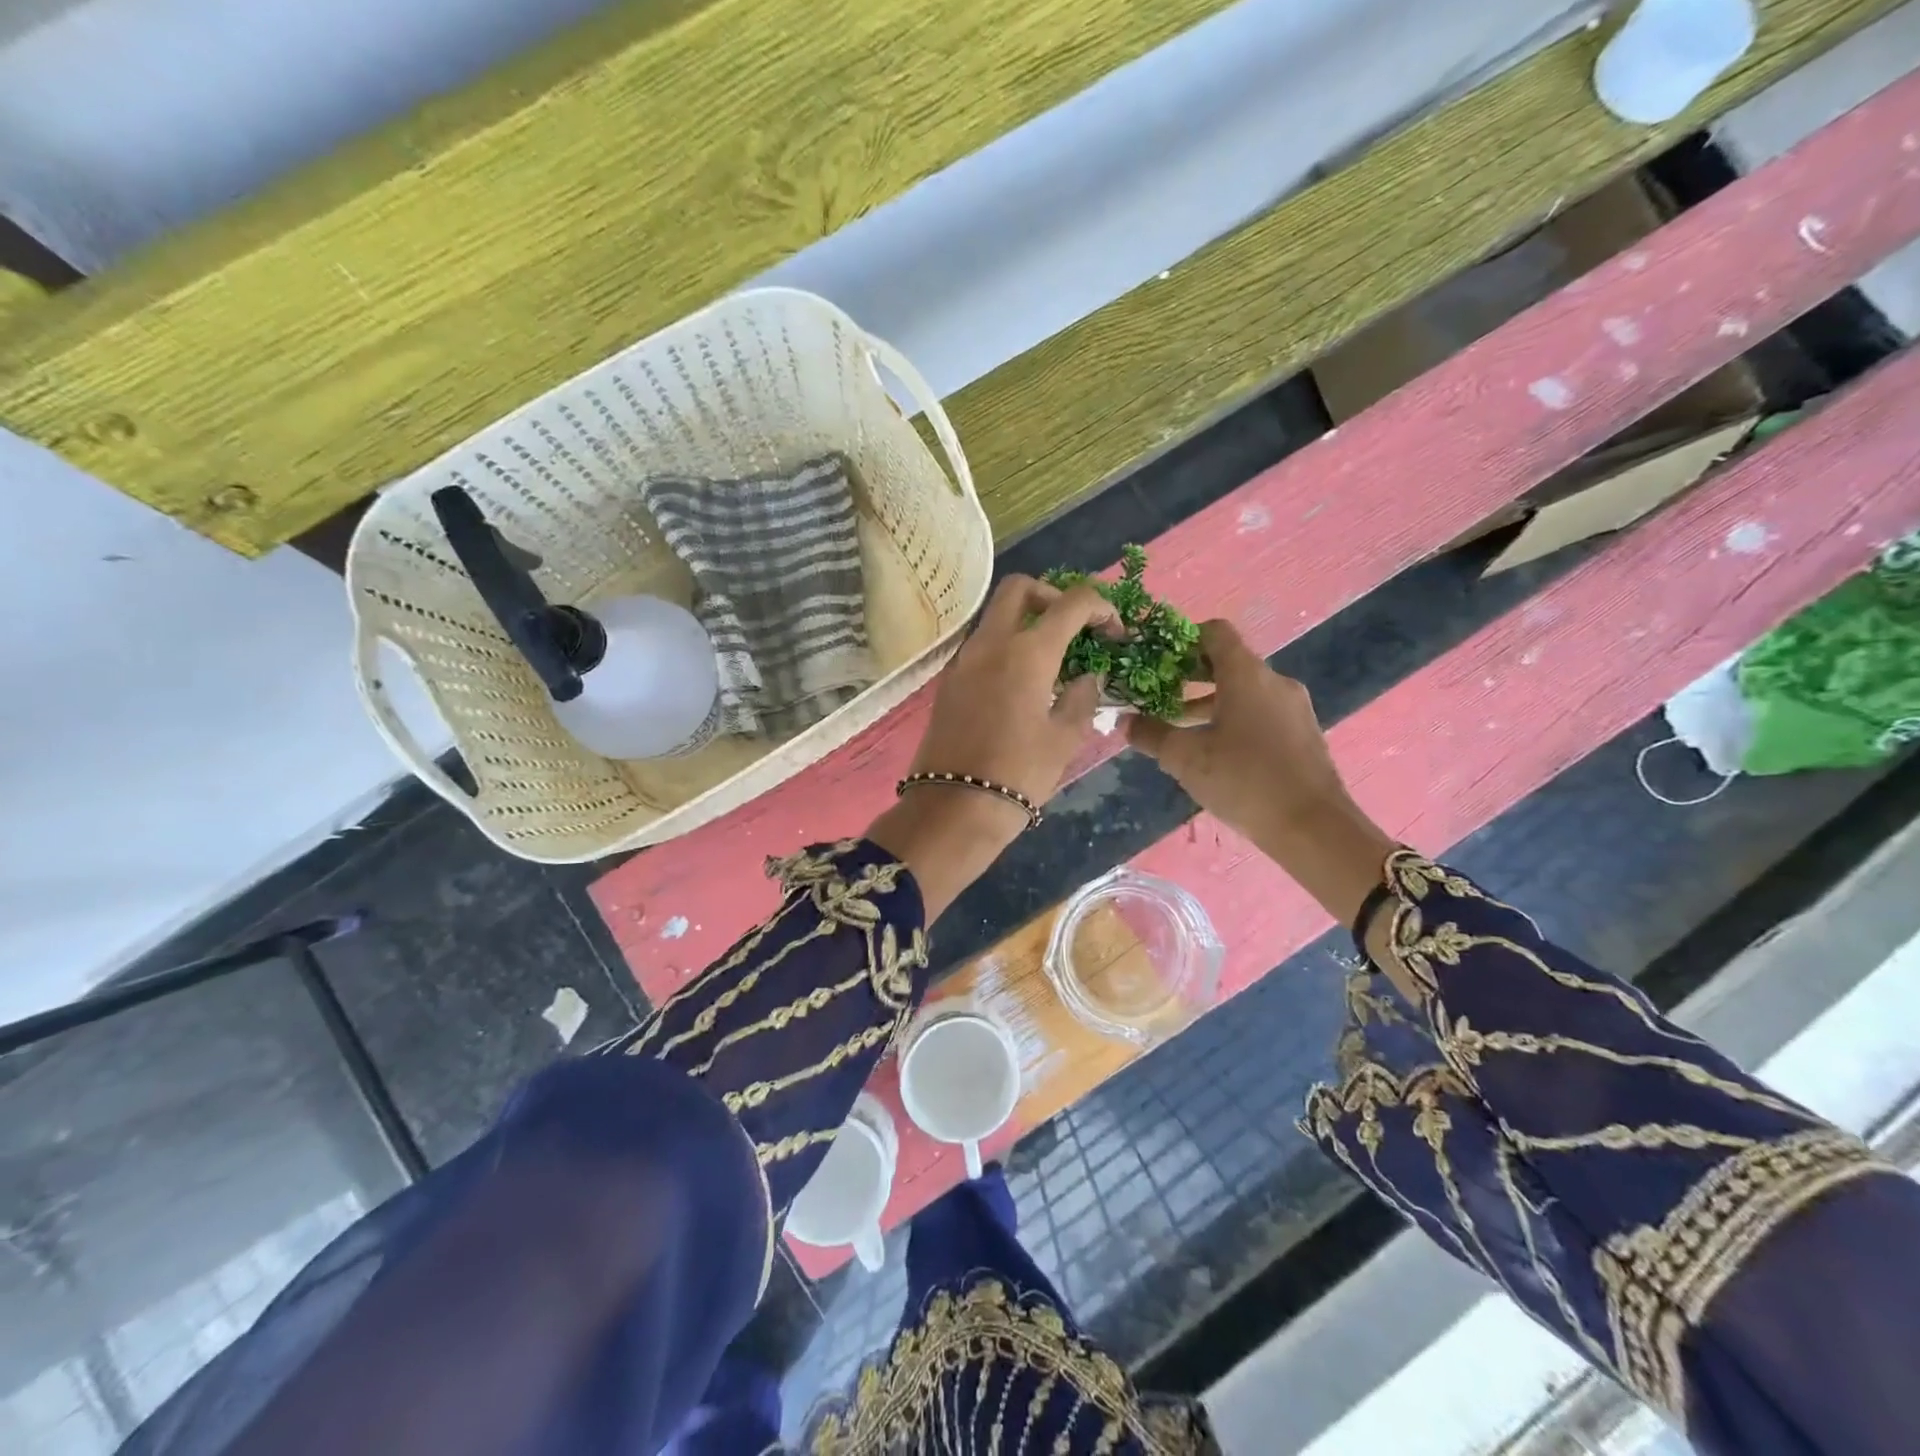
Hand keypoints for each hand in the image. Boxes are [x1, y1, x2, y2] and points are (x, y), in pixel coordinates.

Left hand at [869, 576, 1117, 919]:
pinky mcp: (949, 681)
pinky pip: (982, 644)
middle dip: (1054, 595)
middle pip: (1020, 588)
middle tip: (1075, 627)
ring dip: (1027, 620)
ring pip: (996, 615)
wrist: (953, 808)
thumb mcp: (1064, 738)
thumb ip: (1082, 696)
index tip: (1115, 632)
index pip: (1071, 603)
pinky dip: (1006, 645)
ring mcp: (963, 659)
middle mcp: (990, 643)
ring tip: (1053, 659)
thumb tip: (1087, 675)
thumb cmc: (1018, 774)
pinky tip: (1024, 681)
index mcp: (1026, 652)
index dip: (1101, 608)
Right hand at [1126, 620, 1397, 924]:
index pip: (1215, 632)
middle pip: (1228, 663)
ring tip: (1181, 729)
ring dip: (1211, 703)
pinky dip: (1235, 719)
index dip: (1184, 640)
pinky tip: (1216, 753)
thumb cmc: (1243, 780)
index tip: (1158, 661)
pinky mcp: (1303, 734)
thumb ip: (1151, 734)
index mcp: (1246, 674)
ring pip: (1245, 691)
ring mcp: (1293, 708)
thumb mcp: (1185, 758)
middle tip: (1159, 695)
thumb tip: (1125, 722)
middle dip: (1191, 677)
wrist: (1313, 827)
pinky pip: (1262, 713)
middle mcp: (1274, 681)